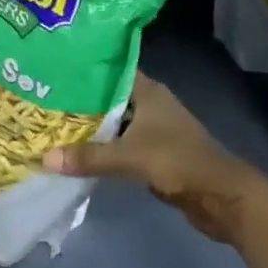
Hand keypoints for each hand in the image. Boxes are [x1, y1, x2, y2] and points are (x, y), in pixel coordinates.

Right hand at [43, 75, 267, 243]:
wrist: (222, 197)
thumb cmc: (178, 161)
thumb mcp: (130, 157)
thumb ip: (89, 157)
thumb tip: (45, 158)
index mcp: (147, 90)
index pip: (110, 70)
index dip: (84, 70)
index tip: (54, 70)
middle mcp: (150, 103)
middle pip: (109, 97)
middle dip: (81, 101)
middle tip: (45, 100)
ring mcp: (154, 129)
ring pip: (115, 122)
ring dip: (92, 127)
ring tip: (54, 125)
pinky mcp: (155, 153)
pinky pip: (122, 144)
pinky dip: (104, 148)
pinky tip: (80, 153)